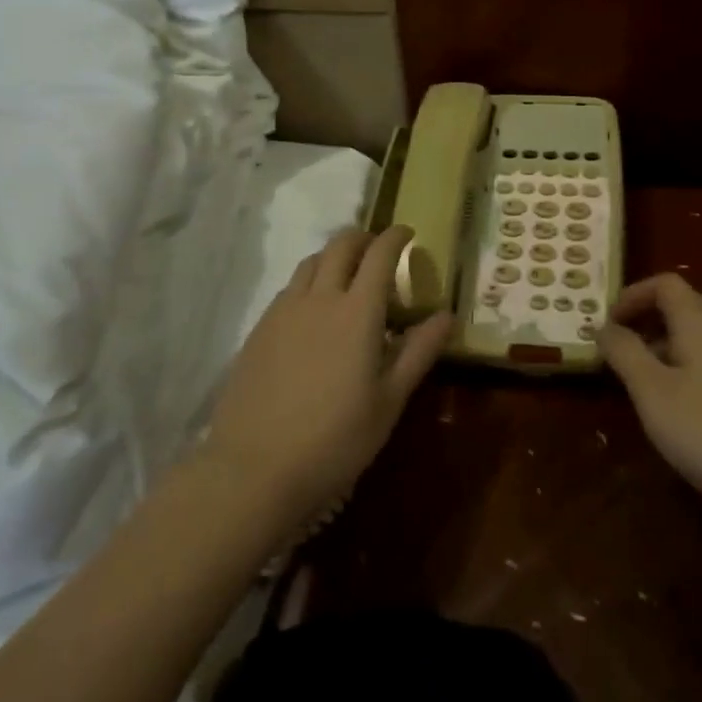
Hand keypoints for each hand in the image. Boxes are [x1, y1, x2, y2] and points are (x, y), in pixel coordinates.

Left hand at [204, 226, 451, 523]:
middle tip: (378, 251)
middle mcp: (320, 297)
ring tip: (346, 277)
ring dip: (334, 256)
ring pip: (311, 262)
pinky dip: (309, 282)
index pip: (380, 254)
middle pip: (341, 245)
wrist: (254, 467)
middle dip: (364, 238)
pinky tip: (313, 311)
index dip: (396, 237)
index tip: (408, 233)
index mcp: (357, 311)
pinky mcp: (259, 328)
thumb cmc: (335, 439)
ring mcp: (284, 310)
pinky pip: (290, 288)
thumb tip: (447, 315)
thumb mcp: (388, 400)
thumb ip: (418, 352)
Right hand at [597, 273, 701, 523]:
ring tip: (644, 390)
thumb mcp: (653, 392)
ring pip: (700, 340)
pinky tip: (685, 416)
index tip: (608, 325)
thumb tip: (604, 326)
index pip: (665, 283)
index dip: (632, 295)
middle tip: (618, 358)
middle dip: (645, 326)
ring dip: (666, 352)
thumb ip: (624, 352)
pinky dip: (690, 374)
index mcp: (701, 322)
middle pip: (683, 309)